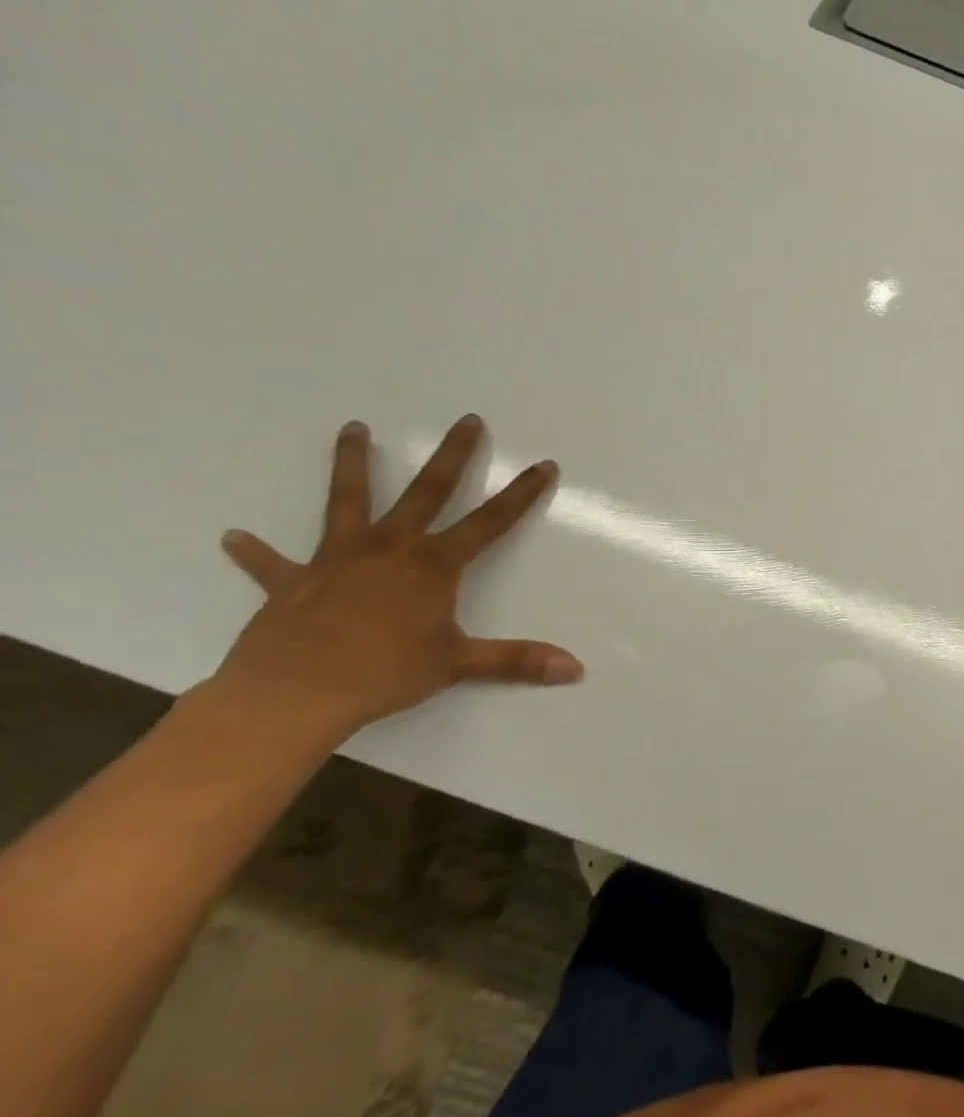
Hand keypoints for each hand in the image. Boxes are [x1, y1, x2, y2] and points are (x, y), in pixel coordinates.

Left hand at [211, 415, 582, 743]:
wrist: (292, 695)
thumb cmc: (383, 674)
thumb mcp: (459, 665)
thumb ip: (517, 660)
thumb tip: (575, 669)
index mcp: (433, 566)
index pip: (491, 522)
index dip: (521, 494)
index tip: (543, 464)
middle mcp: (390, 549)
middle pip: (428, 492)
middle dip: (453, 456)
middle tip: (468, 421)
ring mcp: (338, 560)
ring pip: (348, 502)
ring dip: (352, 464)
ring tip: (353, 429)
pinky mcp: (293, 582)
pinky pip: (273, 564)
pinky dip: (256, 553)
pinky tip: (235, 538)